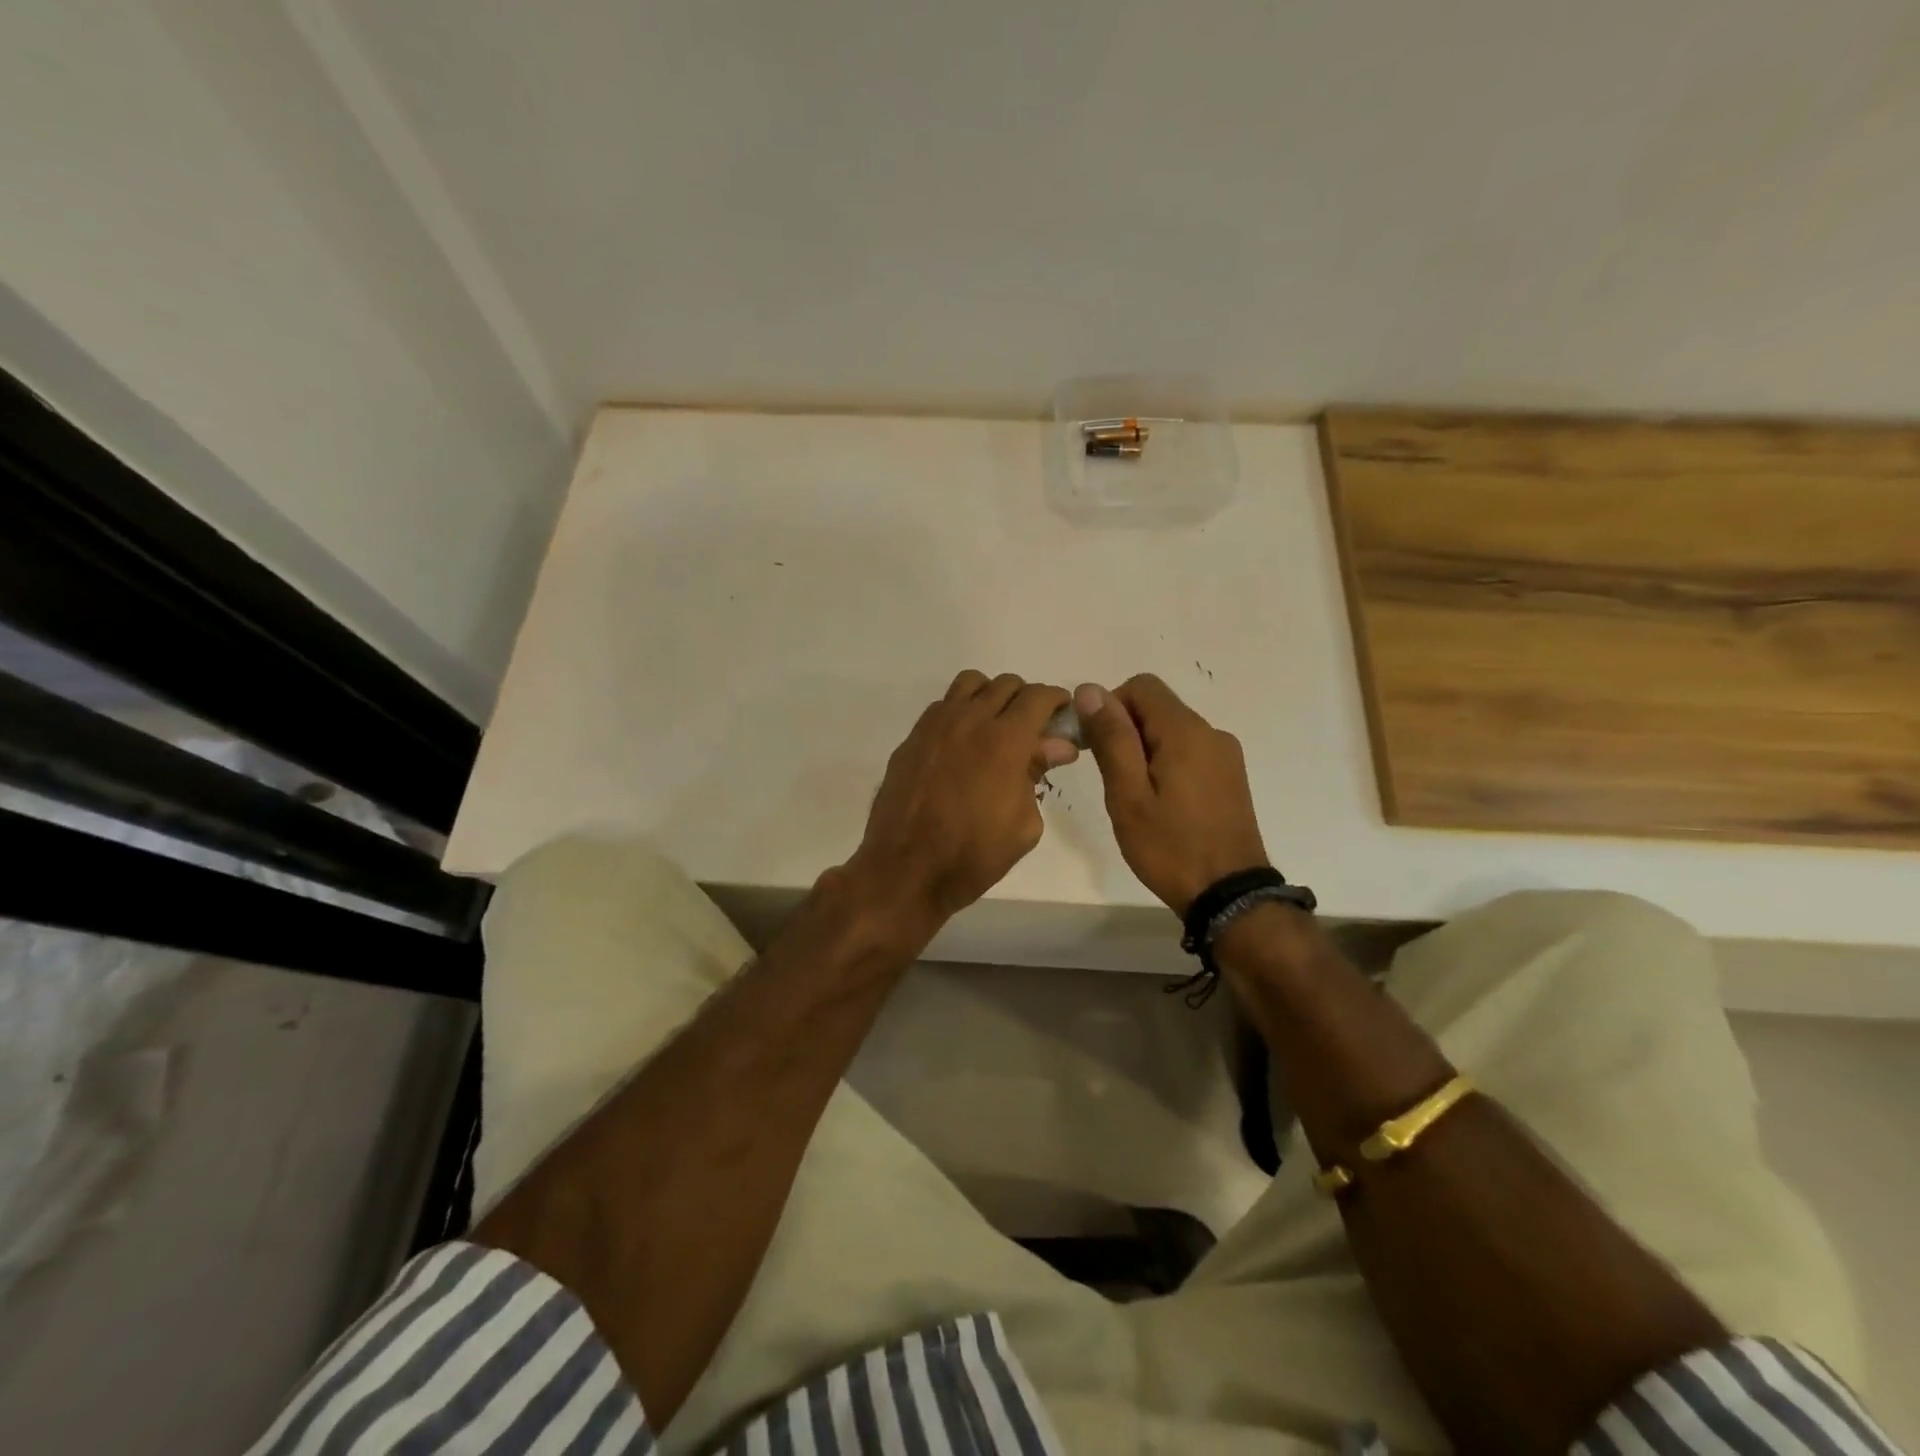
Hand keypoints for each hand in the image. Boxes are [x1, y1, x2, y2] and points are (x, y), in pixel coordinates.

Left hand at [846, 671, 1079, 926]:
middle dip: (1026, 699)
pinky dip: (960, 712)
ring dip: (990, 696)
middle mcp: (970, 720)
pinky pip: (942, 706)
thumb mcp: (1024, 823)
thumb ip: (1039, 773)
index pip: (1039, 696)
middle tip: (1032, 728)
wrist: (907, 870)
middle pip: (1006, 684)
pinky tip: (962, 744)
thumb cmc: (975, 855)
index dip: (1057, 700)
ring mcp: (935, 726)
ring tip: (995, 727)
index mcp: (1006, 740)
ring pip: (970, 684)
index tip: (1063, 715)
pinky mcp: (912, 738)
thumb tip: (1058, 746)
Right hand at [1075, 675, 1269, 914]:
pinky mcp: (1230, 777)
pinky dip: (1166, 763)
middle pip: (1157, 707)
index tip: (1096, 746)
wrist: (1229, 895)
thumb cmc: (1170, 846)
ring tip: (1135, 797)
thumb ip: (1111, 738)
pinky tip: (1161, 804)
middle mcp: (1211, 733)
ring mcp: (1226, 756)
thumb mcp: (1128, 794)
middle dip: (1125, 730)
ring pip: (1172, 730)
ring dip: (1144, 750)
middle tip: (1112, 779)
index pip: (1141, 686)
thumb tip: (1090, 689)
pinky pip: (1189, 751)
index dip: (1110, 706)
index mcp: (1186, 731)